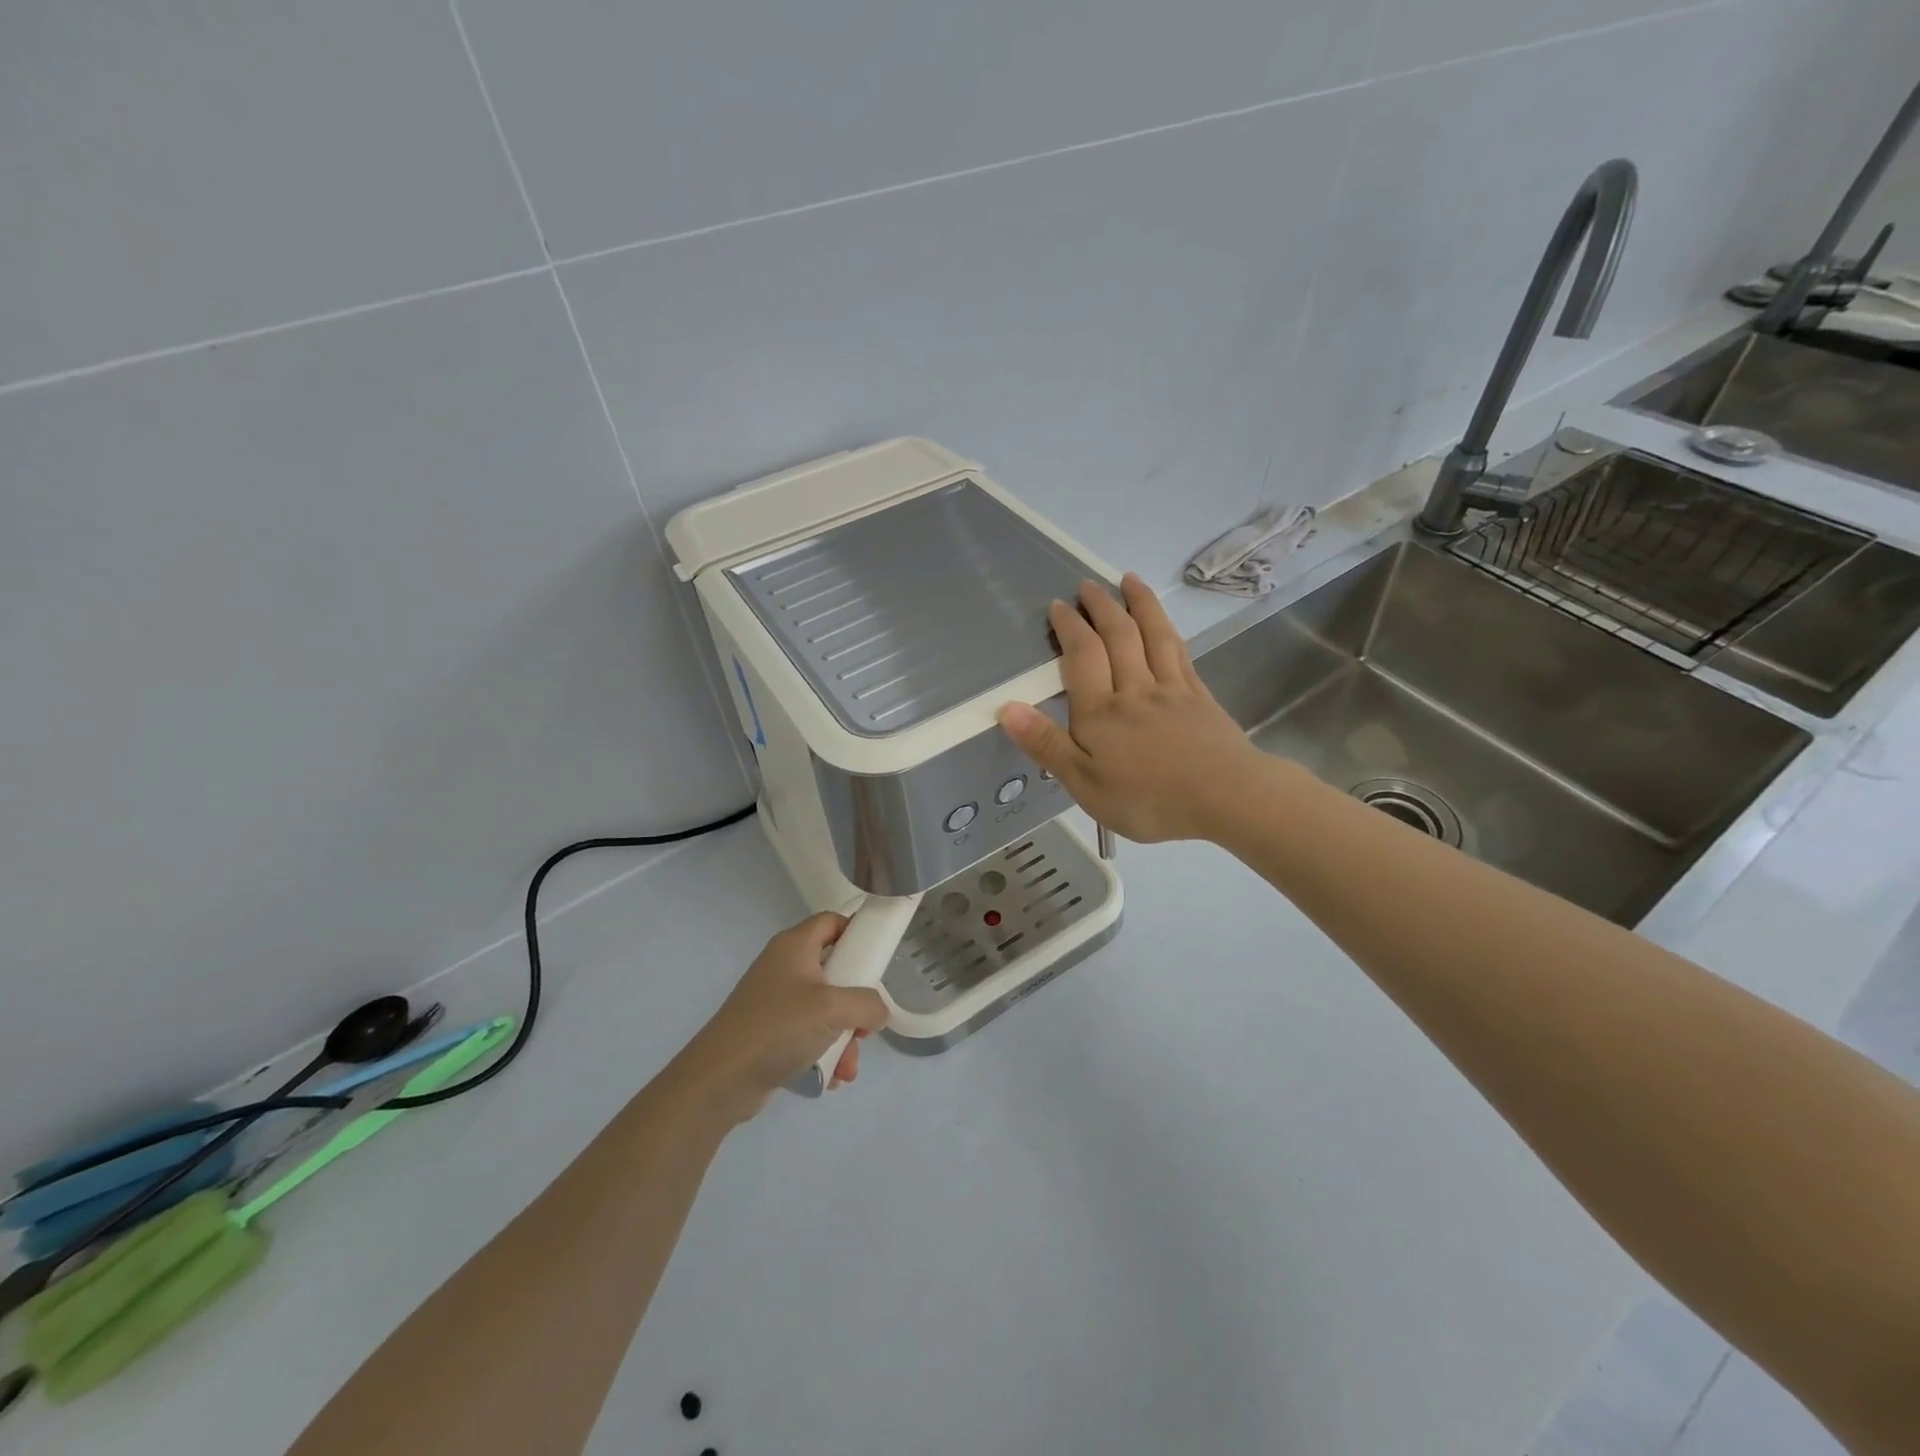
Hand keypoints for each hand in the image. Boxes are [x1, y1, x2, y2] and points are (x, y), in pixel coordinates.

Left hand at [675, 913, 890, 1126]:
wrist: (720, 1080)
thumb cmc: (778, 1028)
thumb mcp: (834, 1009)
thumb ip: (868, 1004)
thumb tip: (878, 1011)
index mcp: (795, 946)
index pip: (831, 921)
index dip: (857, 933)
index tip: (878, 958)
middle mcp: (784, 967)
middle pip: (834, 971)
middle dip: (856, 1004)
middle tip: (866, 1024)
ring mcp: (775, 1000)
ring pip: (825, 1009)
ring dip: (844, 1036)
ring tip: (847, 1066)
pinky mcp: (770, 1031)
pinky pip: (809, 1034)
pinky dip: (823, 1052)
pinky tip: (831, 1076)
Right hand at [998, 574, 1269, 843]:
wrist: (1226, 798)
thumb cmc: (1148, 800)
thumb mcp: (1085, 784)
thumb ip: (1047, 745)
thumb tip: (1006, 708)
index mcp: (1101, 711)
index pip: (1081, 655)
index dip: (1069, 627)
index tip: (1059, 605)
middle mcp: (1135, 689)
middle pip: (1118, 636)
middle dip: (1101, 606)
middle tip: (1088, 585)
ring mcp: (1172, 689)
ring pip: (1153, 635)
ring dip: (1139, 604)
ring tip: (1129, 581)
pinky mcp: (1200, 697)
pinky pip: (1180, 653)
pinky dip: (1169, 631)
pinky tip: (1165, 626)